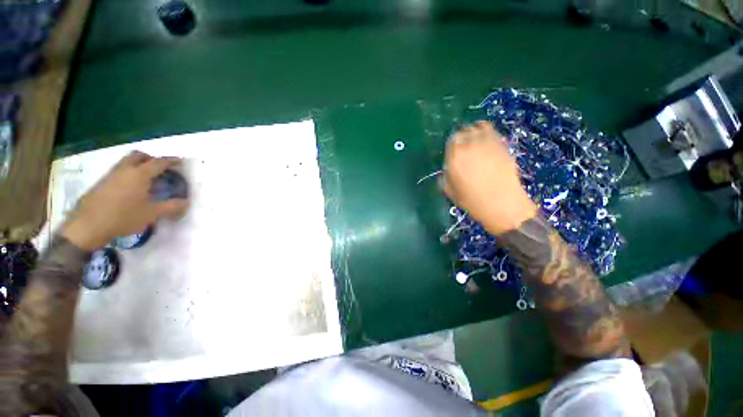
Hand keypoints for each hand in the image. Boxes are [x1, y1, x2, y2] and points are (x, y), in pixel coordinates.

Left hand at [61, 151, 189, 250]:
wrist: (88, 226)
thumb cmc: (124, 217)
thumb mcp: (152, 214)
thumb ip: (171, 207)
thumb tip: (186, 202)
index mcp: (139, 174)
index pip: (159, 162)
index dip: (171, 161)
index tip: (180, 161)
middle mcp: (125, 170)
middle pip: (139, 155)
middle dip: (151, 158)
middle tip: (160, 167)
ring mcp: (111, 175)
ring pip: (127, 162)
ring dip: (138, 164)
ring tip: (147, 178)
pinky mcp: (102, 183)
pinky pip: (119, 171)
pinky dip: (129, 173)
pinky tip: (132, 188)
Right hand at [442, 121, 536, 234]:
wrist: (502, 204)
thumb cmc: (472, 201)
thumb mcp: (450, 191)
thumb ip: (446, 176)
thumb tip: (448, 168)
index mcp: (455, 158)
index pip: (451, 140)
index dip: (452, 143)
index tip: (453, 149)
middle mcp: (470, 146)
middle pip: (465, 131)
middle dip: (462, 135)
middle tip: (463, 143)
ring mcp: (488, 144)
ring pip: (480, 127)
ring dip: (475, 130)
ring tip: (475, 136)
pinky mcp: (502, 146)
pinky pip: (493, 132)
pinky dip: (488, 132)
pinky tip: (487, 139)